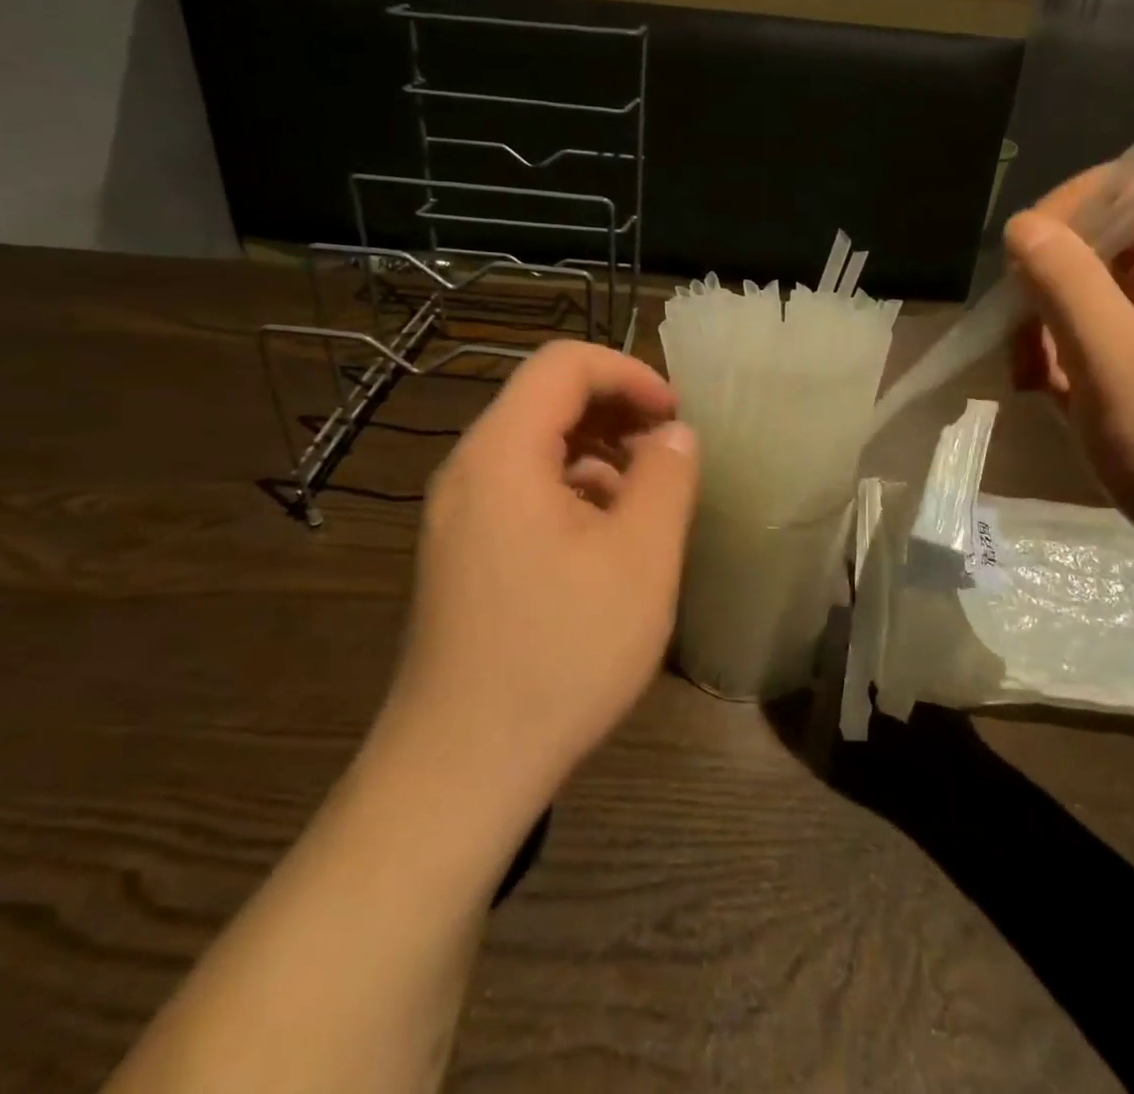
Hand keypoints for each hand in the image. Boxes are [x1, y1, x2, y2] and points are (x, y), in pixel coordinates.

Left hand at [374, 341, 698, 830]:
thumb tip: (674, 435)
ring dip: (599, 456)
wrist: (460, 770)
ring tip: (647, 502)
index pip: (563, 365)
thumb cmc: (561, 653)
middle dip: (616, 413)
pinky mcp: (462, 555)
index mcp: (502, 454)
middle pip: (545, 401)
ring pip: (536, 449)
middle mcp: (468, 471)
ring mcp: (458, 516)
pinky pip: (522, 492)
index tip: (675, 416)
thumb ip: (667, 479)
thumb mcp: (640, 560)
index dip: (628, 373)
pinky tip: (607, 543)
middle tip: (670, 455)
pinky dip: (572, 493)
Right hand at [1003, 168, 1133, 599]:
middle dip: (1045, 295)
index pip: (1120, 188)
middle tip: (1023, 356)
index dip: (1060, 218)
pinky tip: (1058, 404)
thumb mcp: (1113, 360)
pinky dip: (1067, 365)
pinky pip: (1098, 340)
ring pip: (1086, 298)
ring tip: (1037, 389)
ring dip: (1048, 337)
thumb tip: (1021, 223)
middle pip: (1095, 246)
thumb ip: (1064, 281)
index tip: (1016, 278)